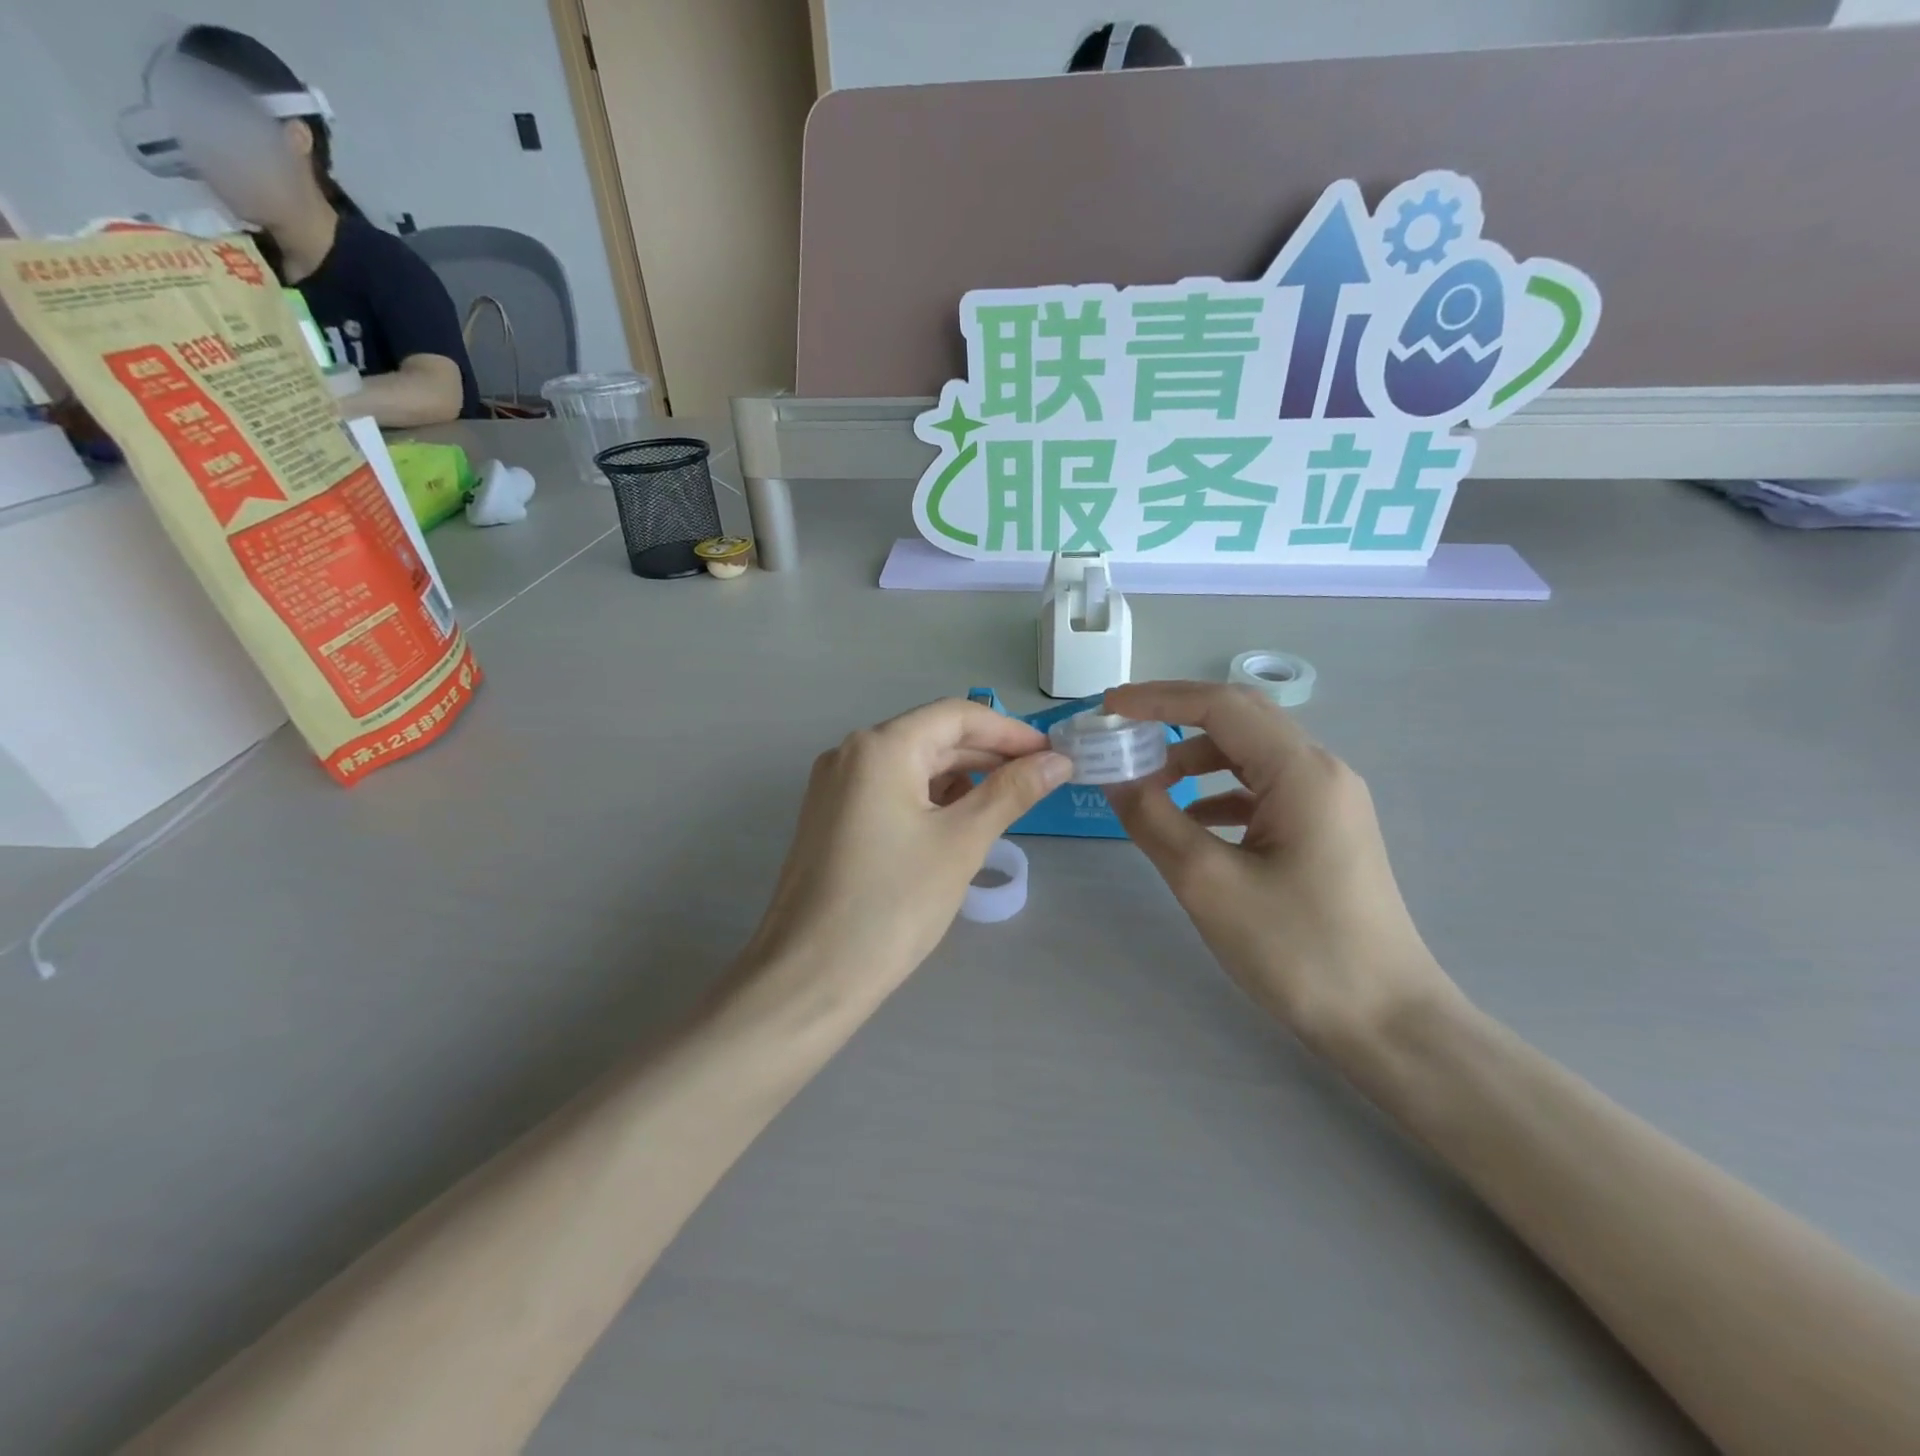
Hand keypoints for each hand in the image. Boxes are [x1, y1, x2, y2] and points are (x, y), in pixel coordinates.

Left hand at [744, 699, 1070, 1006]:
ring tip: (1004, 805)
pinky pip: (890, 791)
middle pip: (932, 737)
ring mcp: (835, 786)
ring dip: (960, 779)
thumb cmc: (892, 904)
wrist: (810, 976)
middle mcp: (851, 753)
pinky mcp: (830, 818)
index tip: (1052, 754)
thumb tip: (1058, 760)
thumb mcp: (961, 842)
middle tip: (1039, 781)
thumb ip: (1012, 792)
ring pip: (911, 766)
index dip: (1010, 731)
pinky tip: (957, 824)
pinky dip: (928, 800)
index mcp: (880, 747)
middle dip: (987, 755)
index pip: (957, 715)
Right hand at [1103, 682, 1460, 1052]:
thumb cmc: (1298, 949)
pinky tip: (1190, 822)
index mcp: (1301, 772)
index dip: (1158, 698)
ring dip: (1194, 759)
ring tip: (1147, 785)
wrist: (1386, 1022)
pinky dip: (1217, 793)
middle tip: (1121, 733)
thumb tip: (1115, 777)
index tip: (1107, 706)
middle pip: (1239, 720)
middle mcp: (1321, 772)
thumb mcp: (1209, 882)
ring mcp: (1327, 802)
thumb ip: (1154, 819)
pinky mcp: (1324, 831)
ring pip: (1250, 756)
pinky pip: (1262, 791)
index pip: (1221, 706)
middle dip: (1174, 720)